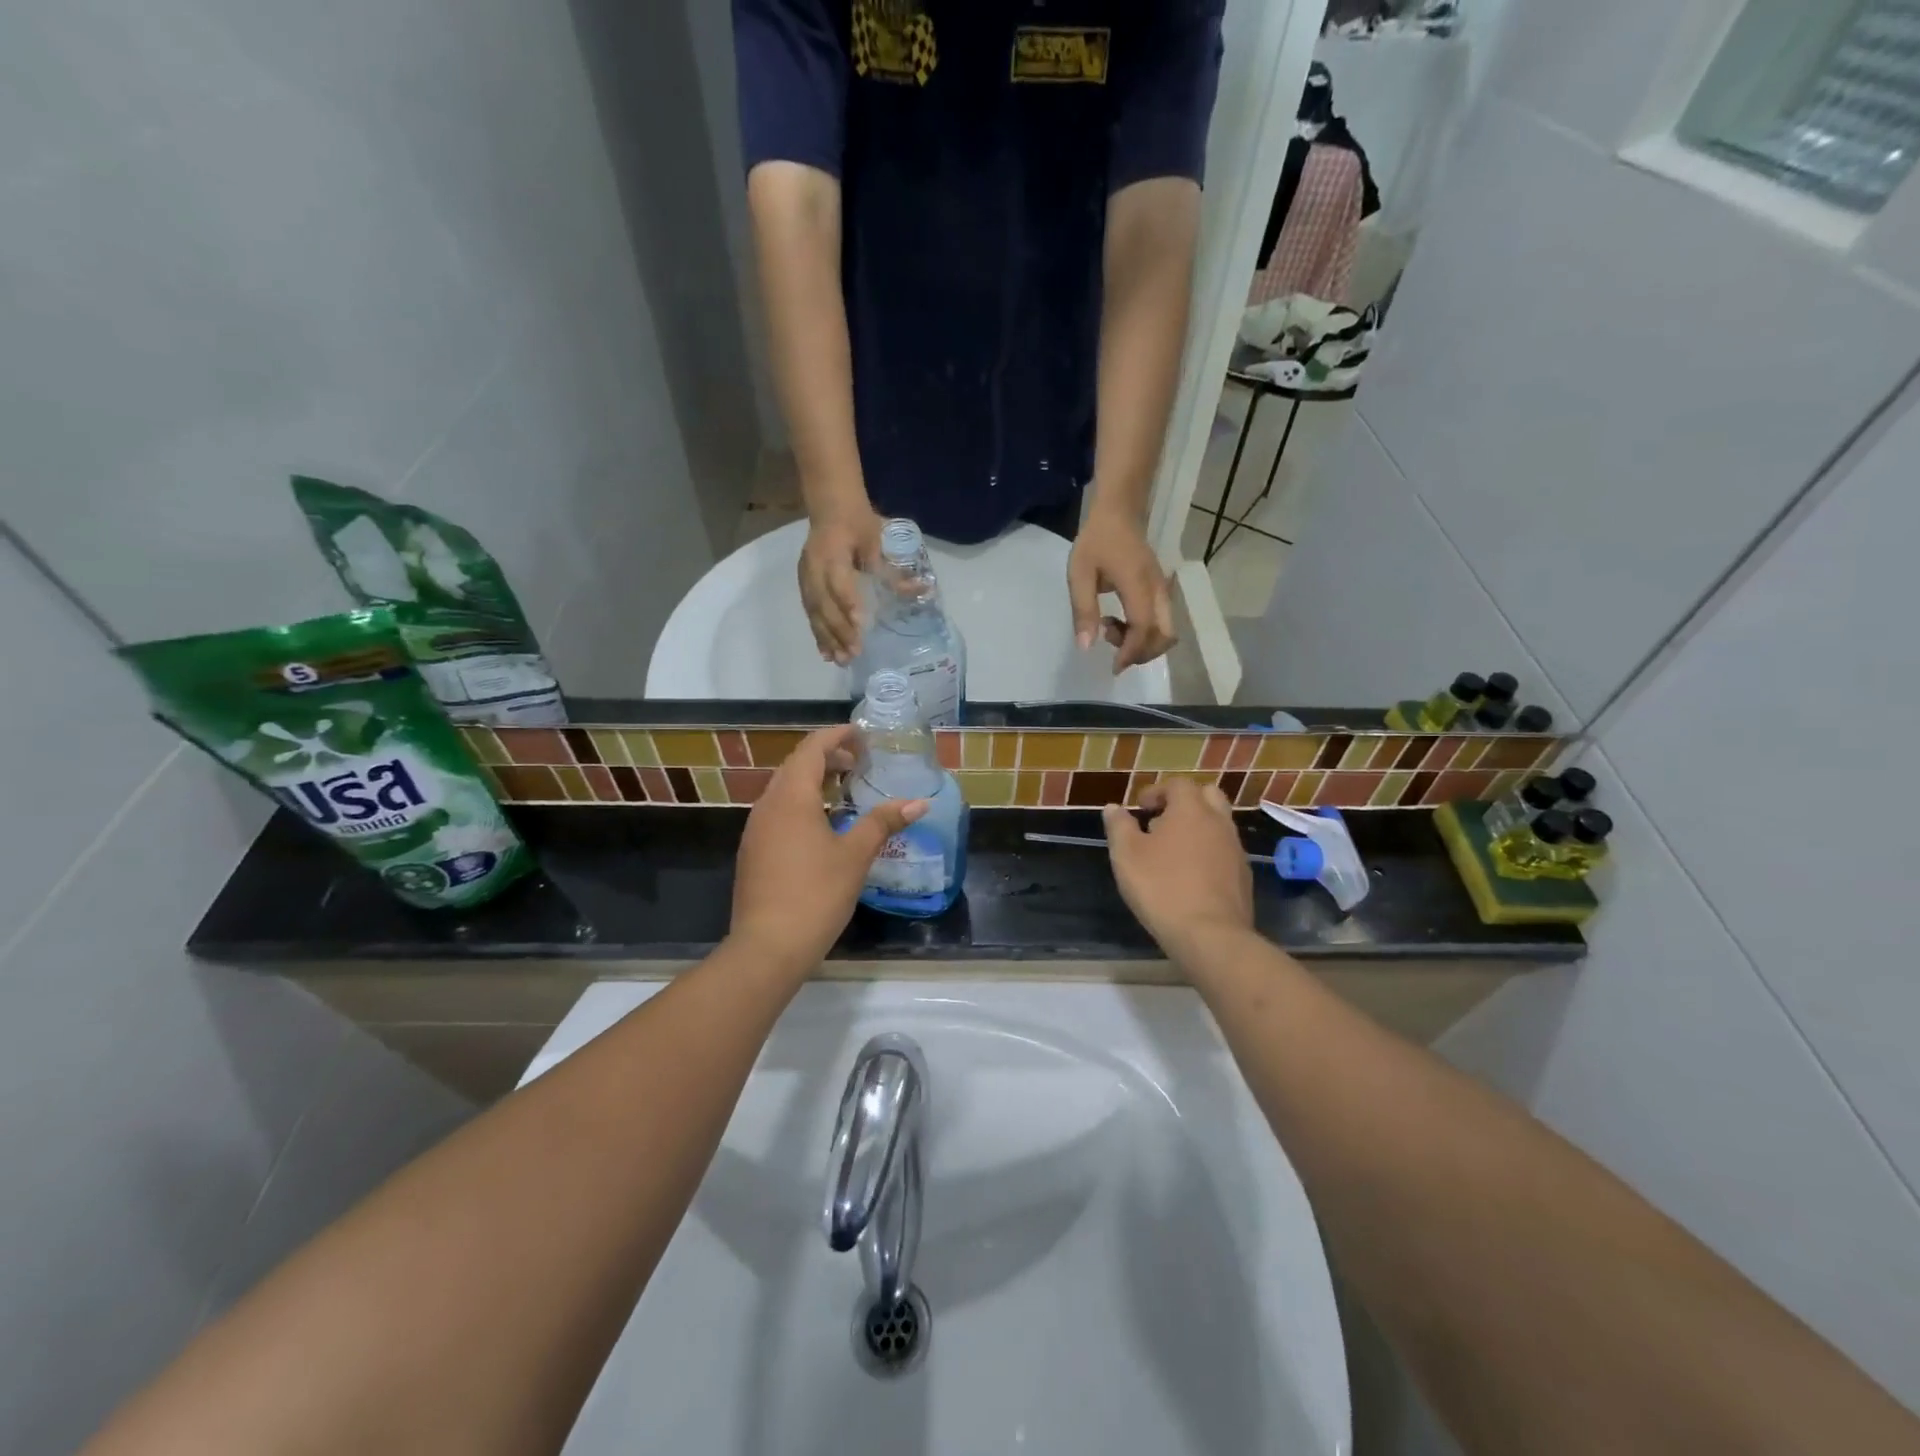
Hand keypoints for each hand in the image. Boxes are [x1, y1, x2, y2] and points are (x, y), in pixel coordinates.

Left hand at [729, 724, 927, 975]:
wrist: (767, 947)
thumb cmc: (815, 894)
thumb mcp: (855, 855)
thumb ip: (883, 823)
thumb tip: (918, 802)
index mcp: (791, 797)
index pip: (812, 748)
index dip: (837, 735)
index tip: (863, 735)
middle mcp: (768, 805)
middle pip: (796, 765)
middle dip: (828, 756)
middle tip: (860, 761)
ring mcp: (756, 829)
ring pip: (785, 789)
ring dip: (814, 780)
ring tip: (845, 788)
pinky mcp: (754, 851)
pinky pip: (779, 812)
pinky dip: (803, 804)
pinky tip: (824, 824)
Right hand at [799, 504, 882, 664]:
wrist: (831, 508)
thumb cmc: (859, 523)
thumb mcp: (878, 540)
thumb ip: (893, 568)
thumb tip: (923, 589)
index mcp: (832, 552)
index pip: (839, 581)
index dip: (848, 602)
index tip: (861, 624)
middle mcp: (814, 567)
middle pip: (823, 603)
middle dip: (839, 630)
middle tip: (855, 652)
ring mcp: (806, 578)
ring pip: (815, 612)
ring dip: (828, 638)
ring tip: (841, 660)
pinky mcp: (805, 586)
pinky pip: (810, 613)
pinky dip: (819, 634)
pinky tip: (826, 653)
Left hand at [1067, 505, 1175, 672]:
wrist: (1119, 511)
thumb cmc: (1096, 540)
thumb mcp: (1080, 574)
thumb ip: (1083, 609)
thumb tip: (1087, 647)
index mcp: (1138, 585)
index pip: (1143, 629)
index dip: (1131, 653)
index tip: (1114, 667)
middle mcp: (1158, 590)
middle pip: (1165, 636)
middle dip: (1141, 653)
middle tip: (1113, 651)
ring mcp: (1162, 590)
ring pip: (1166, 631)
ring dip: (1142, 643)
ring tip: (1111, 630)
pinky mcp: (1160, 589)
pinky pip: (1161, 621)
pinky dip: (1144, 632)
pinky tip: (1118, 621)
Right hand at [1102, 779, 1252, 955]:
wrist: (1210, 935)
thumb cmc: (1162, 888)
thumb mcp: (1126, 855)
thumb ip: (1119, 826)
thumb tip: (1113, 808)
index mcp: (1191, 810)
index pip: (1178, 784)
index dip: (1157, 791)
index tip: (1140, 808)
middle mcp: (1219, 822)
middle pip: (1207, 796)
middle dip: (1184, 802)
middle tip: (1162, 822)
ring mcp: (1236, 849)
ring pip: (1219, 825)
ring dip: (1197, 829)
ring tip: (1172, 852)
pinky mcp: (1243, 876)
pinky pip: (1225, 852)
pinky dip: (1208, 853)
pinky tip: (1191, 877)